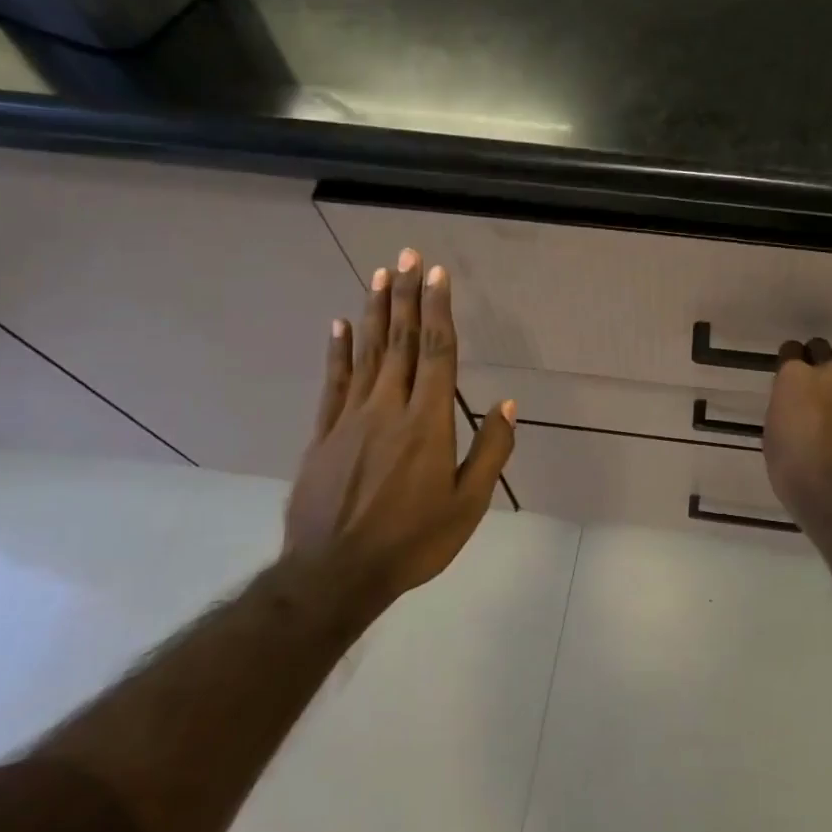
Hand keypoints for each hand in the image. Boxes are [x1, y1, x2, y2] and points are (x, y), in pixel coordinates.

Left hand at [281, 248, 515, 607]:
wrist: (334, 574)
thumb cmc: (413, 541)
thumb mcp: (468, 504)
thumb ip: (490, 451)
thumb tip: (507, 405)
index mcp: (427, 423)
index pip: (436, 353)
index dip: (438, 310)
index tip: (438, 275)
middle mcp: (388, 408)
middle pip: (400, 342)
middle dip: (406, 296)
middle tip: (408, 257)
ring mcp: (350, 419)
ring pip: (367, 354)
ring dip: (375, 312)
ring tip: (379, 276)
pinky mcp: (323, 434)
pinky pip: (333, 383)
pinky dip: (338, 351)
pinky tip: (340, 325)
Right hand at [762, 338, 831, 527]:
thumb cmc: (797, 473)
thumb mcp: (774, 438)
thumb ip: (786, 409)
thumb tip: (796, 406)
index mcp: (796, 376)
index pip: (790, 350)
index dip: (790, 364)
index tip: (789, 380)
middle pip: (825, 351)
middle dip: (819, 363)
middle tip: (816, 390)